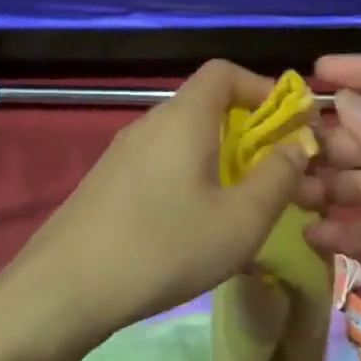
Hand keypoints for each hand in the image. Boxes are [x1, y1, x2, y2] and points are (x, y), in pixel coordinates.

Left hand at [0, 61, 312, 356]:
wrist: (65, 289)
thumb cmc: (164, 247)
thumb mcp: (241, 220)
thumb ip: (279, 178)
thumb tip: (296, 146)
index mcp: (183, 118)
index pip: (224, 72)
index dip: (263, 88)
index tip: (289, 125)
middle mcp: (149, 124)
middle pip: (206, 108)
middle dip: (249, 135)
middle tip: (275, 177)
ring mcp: (121, 154)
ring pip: (183, 142)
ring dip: (220, 163)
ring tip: (240, 208)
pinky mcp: (107, 184)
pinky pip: (160, 166)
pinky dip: (189, 181)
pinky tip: (193, 227)